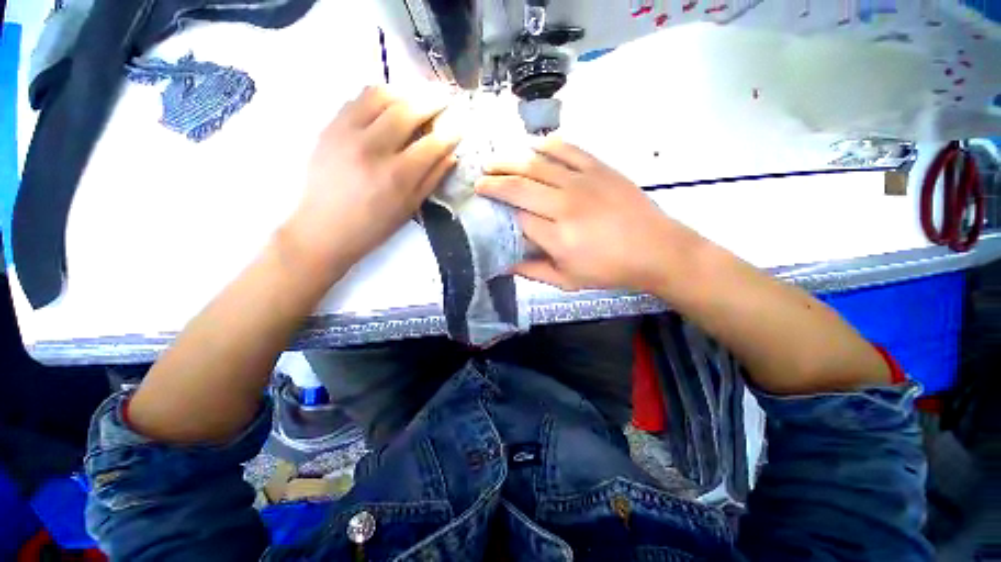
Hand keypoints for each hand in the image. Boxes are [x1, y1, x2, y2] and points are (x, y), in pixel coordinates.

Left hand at [284, 85, 459, 273]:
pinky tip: (387, 107)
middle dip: (431, 101)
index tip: (459, 126)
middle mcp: (372, 149)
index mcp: (396, 176)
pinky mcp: (329, 127)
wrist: (323, 228)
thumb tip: (451, 155)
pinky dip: (377, 97)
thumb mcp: (409, 208)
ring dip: (404, 94)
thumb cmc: (373, 226)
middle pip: (407, 110)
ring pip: (379, 95)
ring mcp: (346, 133)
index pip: (431, 144)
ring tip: (414, 100)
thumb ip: (432, 179)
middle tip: (444, 98)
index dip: (450, 133)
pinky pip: (356, 99)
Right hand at [476, 139, 701, 292]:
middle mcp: (564, 205)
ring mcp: (583, 182)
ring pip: (536, 163)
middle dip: (493, 180)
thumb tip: (503, 264)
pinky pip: (567, 149)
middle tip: (479, 179)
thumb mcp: (567, 281)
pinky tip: (532, 145)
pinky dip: (546, 144)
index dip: (497, 209)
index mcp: (557, 237)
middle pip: (519, 185)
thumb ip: (532, 271)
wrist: (656, 249)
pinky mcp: (599, 168)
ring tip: (494, 160)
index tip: (484, 205)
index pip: (516, 217)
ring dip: (510, 159)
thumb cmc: (609, 270)